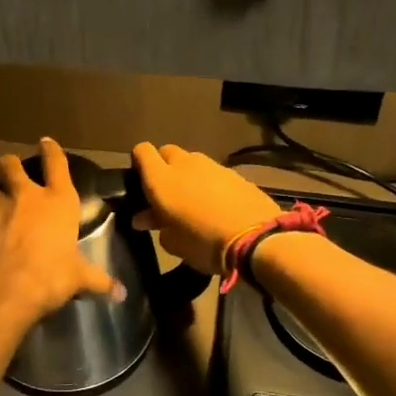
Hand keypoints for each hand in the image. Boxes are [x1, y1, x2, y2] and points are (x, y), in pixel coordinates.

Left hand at [0, 138, 122, 324]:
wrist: (3, 290)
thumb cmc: (49, 278)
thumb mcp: (78, 279)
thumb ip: (98, 281)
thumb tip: (122, 293)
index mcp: (57, 201)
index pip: (56, 164)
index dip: (51, 150)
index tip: (46, 142)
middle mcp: (25, 194)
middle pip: (11, 165)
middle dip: (9, 164)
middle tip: (7, 168)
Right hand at [130, 142, 281, 275]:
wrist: (256, 239)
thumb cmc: (203, 243)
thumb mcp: (173, 242)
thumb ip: (156, 224)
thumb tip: (144, 217)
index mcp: (161, 179)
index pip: (142, 151)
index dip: (139, 162)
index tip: (140, 181)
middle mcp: (184, 164)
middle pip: (167, 152)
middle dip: (164, 166)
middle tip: (166, 192)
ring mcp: (213, 166)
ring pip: (192, 160)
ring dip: (188, 174)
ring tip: (193, 199)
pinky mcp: (235, 173)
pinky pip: (214, 172)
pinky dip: (210, 182)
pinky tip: (217, 204)